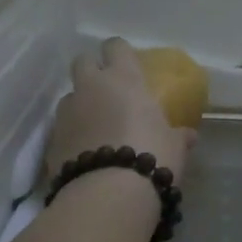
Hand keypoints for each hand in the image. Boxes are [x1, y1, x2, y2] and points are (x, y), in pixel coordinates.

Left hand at [47, 38, 192, 184]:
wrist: (107, 194)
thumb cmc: (151, 157)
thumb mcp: (174, 147)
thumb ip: (178, 136)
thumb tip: (188, 136)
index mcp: (124, 79)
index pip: (116, 47)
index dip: (119, 52)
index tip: (127, 64)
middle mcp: (91, 87)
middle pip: (83, 61)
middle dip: (92, 70)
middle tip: (106, 89)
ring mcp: (68, 112)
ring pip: (70, 96)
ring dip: (80, 105)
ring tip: (96, 127)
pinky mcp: (52, 139)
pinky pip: (63, 128)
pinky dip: (72, 135)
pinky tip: (85, 152)